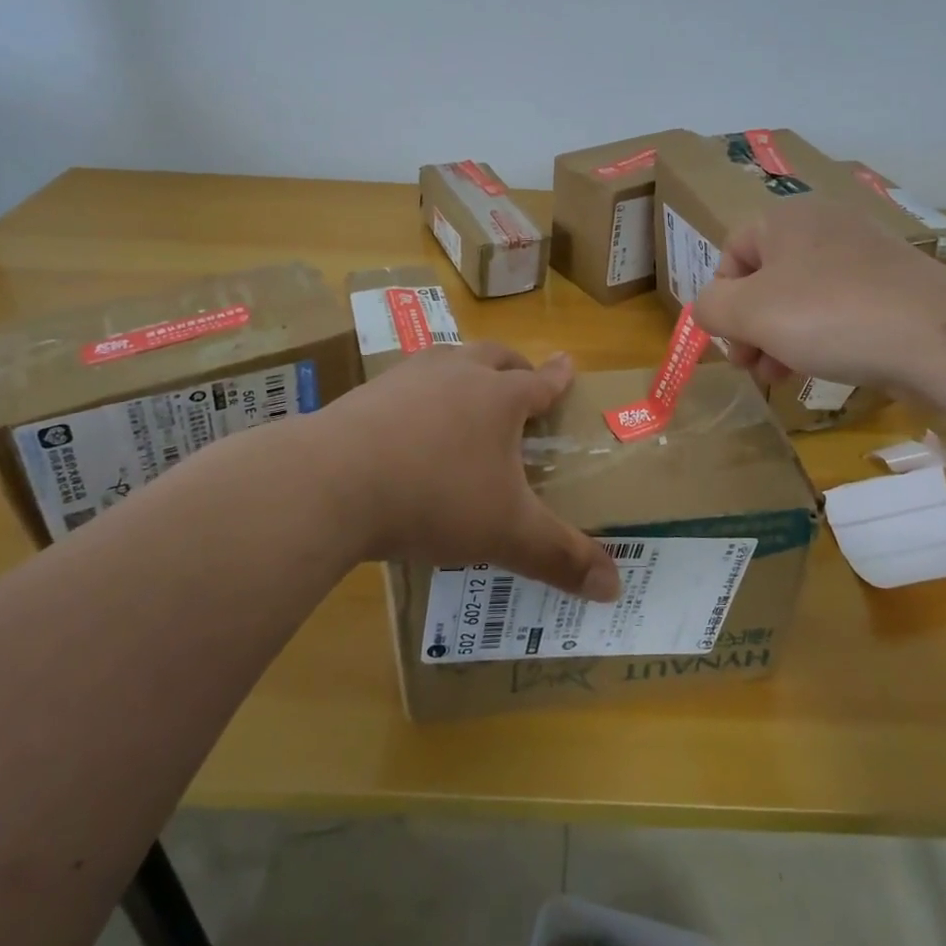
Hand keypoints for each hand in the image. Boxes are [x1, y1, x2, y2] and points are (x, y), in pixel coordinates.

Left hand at [314, 343, 620, 600]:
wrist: (331, 483)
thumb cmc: (435, 498)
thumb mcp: (506, 534)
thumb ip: (560, 558)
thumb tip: (615, 589)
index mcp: (498, 398)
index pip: (539, 382)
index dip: (557, 377)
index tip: (568, 363)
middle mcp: (457, 374)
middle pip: (494, 356)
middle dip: (514, 365)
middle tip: (521, 379)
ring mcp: (407, 378)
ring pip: (447, 359)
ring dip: (464, 371)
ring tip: (465, 394)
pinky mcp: (365, 393)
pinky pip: (405, 383)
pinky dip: (419, 394)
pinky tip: (407, 422)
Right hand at [692, 197, 945, 391]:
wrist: (936, 335)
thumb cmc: (828, 315)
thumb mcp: (749, 313)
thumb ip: (711, 308)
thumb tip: (710, 309)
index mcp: (785, 219)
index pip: (731, 253)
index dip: (721, 300)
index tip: (730, 343)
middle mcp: (823, 226)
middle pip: (766, 278)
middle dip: (751, 327)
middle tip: (752, 368)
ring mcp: (864, 254)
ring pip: (802, 297)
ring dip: (781, 338)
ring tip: (781, 377)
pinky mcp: (893, 284)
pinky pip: (839, 307)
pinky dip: (821, 336)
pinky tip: (823, 367)